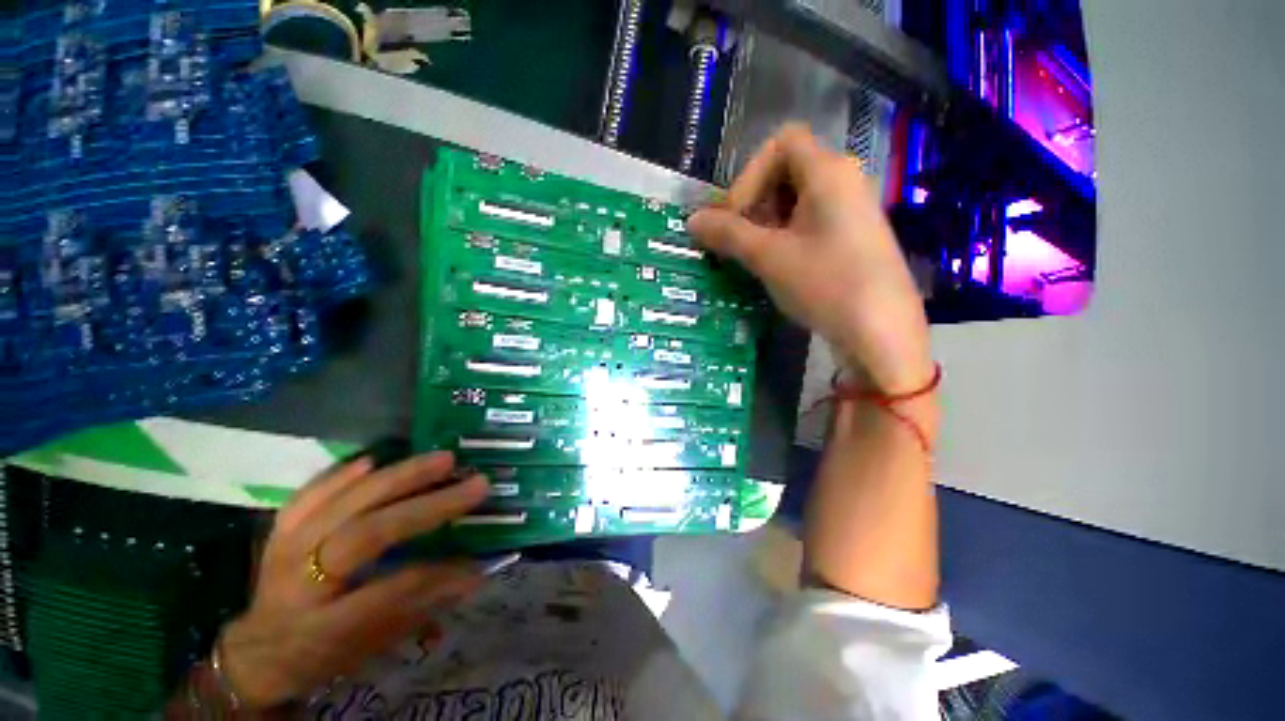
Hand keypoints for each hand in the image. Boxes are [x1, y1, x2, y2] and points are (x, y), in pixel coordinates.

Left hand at [217, 453, 489, 708]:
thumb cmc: (320, 654)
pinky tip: (376, 458)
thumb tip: (475, 574)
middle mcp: (300, 584)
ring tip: (442, 459)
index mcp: (323, 628)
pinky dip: (345, 473)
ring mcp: (285, 551)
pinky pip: (311, 493)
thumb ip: (421, 607)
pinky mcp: (279, 530)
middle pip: (365, 535)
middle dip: (425, 506)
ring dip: (399, 477)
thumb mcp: (369, 647)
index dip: (434, 574)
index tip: (476, 558)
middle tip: (470, 481)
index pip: (385, 593)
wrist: (257, 650)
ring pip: (344, 504)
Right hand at [688, 124, 931, 393]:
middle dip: (755, 202)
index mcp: (828, 172)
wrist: (881, 332)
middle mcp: (844, 181)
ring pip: (796, 200)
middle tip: (740, 240)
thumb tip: (692, 221)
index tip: (737, 216)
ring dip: (766, 223)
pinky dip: (785, 236)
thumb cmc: (825, 284)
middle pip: (787, 170)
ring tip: (756, 257)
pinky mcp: (852, 236)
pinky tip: (779, 266)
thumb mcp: (769, 258)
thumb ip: (728, 234)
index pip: (781, 143)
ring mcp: (851, 210)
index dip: (750, 175)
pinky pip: (810, 221)